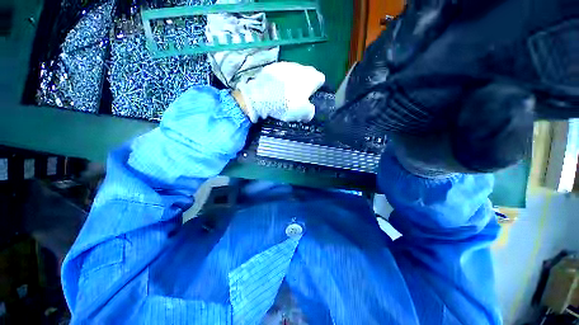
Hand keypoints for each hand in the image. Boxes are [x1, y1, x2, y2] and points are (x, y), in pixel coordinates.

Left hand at [235, 62, 324, 122]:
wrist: (262, 98)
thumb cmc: (287, 105)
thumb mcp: (303, 113)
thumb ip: (310, 111)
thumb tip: (309, 111)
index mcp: (311, 77)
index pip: (320, 79)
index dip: (317, 88)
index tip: (311, 97)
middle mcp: (300, 67)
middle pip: (306, 75)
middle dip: (304, 84)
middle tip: (298, 98)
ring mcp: (284, 65)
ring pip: (292, 73)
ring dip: (291, 82)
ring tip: (285, 95)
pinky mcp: (271, 67)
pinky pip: (279, 75)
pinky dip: (279, 82)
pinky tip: (274, 91)